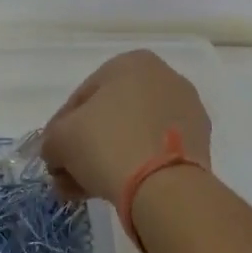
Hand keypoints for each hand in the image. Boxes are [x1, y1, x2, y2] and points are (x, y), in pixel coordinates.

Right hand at [40, 50, 211, 203]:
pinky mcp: (200, 144)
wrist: (165, 187)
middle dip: (85, 146)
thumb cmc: (108, 145)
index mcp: (132, 62)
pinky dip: (135, 167)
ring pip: (133, 135)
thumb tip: (55, 152)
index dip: (62, 127)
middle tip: (68, 175)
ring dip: (106, 159)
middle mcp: (164, 78)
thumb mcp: (61, 139)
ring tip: (86, 190)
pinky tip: (115, 190)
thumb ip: (51, 140)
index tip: (53, 153)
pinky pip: (155, 152)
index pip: (83, 95)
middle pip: (110, 116)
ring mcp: (186, 111)